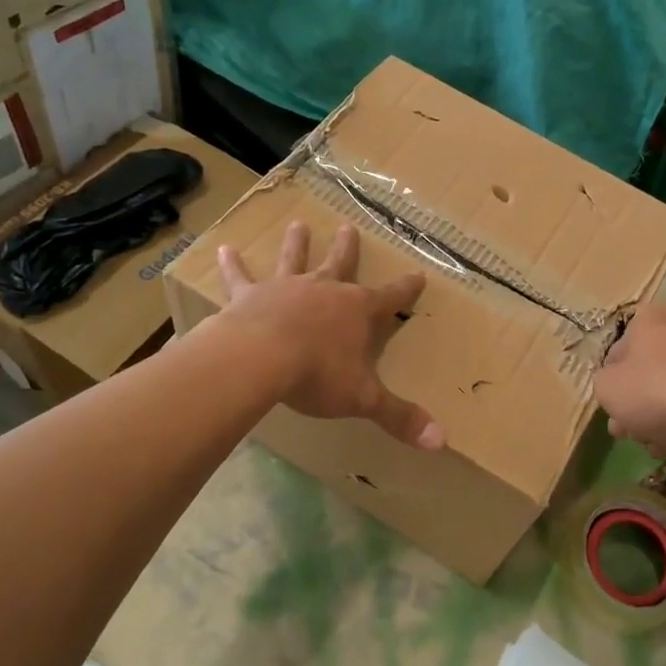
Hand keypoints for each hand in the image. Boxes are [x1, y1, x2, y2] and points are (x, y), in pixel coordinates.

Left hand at [215, 221, 445, 450]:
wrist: (261, 359)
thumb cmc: (318, 375)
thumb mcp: (364, 399)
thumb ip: (400, 417)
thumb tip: (442, 441)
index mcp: (357, 311)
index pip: (391, 297)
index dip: (406, 287)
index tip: (419, 273)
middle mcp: (325, 290)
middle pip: (340, 264)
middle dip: (347, 247)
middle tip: (348, 226)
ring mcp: (286, 289)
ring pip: (294, 260)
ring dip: (296, 243)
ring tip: (297, 224)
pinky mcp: (250, 296)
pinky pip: (240, 278)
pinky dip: (232, 265)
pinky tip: (224, 249)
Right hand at [594, 302, 665, 455]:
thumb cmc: (658, 391)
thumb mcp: (608, 389)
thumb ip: (602, 385)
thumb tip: (616, 387)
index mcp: (648, 319)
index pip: (616, 352)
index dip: (611, 385)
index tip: (613, 413)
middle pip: (647, 372)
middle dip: (637, 406)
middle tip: (631, 433)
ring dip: (661, 418)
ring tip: (658, 446)